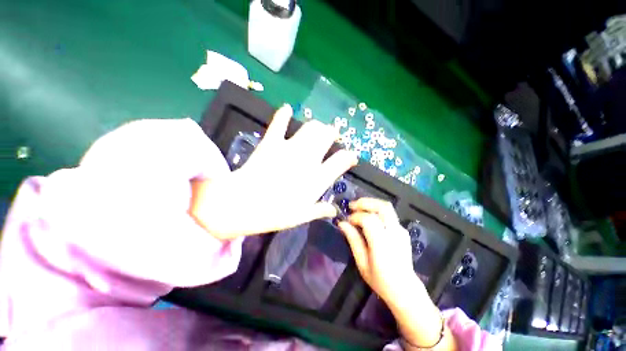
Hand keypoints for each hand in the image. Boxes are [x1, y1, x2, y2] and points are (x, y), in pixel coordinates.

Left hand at [190, 104, 358, 239]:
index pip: (342, 160)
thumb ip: (320, 210)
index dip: (350, 156)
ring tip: (317, 129)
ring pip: (311, 127)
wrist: (241, 204)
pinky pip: (279, 123)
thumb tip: (334, 210)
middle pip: (327, 136)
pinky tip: (286, 109)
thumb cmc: (274, 214)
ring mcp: (290, 148)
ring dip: (317, 126)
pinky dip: (283, 114)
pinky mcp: (271, 142)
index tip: (351, 157)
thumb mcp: (301, 217)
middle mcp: (308, 159)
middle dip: (333, 134)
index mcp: (317, 178)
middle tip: (331, 138)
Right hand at [338, 198, 446, 348]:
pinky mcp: (402, 230)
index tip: (347, 221)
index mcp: (383, 244)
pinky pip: (389, 214)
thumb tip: (342, 223)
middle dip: (365, 202)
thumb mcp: (361, 263)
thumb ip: (353, 240)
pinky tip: (368, 217)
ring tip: (358, 207)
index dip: (356, 217)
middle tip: (352, 206)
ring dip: (371, 203)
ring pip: (387, 207)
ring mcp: (401, 230)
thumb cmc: (380, 280)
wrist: (404, 289)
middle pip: (382, 207)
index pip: (369, 220)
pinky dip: (376, 210)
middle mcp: (394, 233)